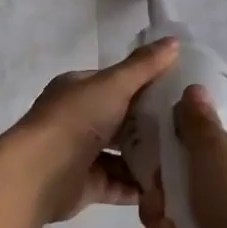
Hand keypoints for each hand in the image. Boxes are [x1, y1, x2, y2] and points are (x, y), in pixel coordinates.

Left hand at [13, 38, 179, 223]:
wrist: (40, 173)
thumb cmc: (76, 119)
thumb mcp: (114, 84)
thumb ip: (144, 66)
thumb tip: (175, 41)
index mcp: (79, 90)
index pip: (117, 84)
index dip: (146, 86)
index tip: (179, 93)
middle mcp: (78, 120)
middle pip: (121, 121)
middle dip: (150, 126)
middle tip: (187, 128)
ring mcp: (81, 155)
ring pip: (121, 154)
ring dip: (148, 158)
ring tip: (183, 158)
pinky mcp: (87, 186)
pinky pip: (119, 184)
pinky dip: (139, 186)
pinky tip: (167, 185)